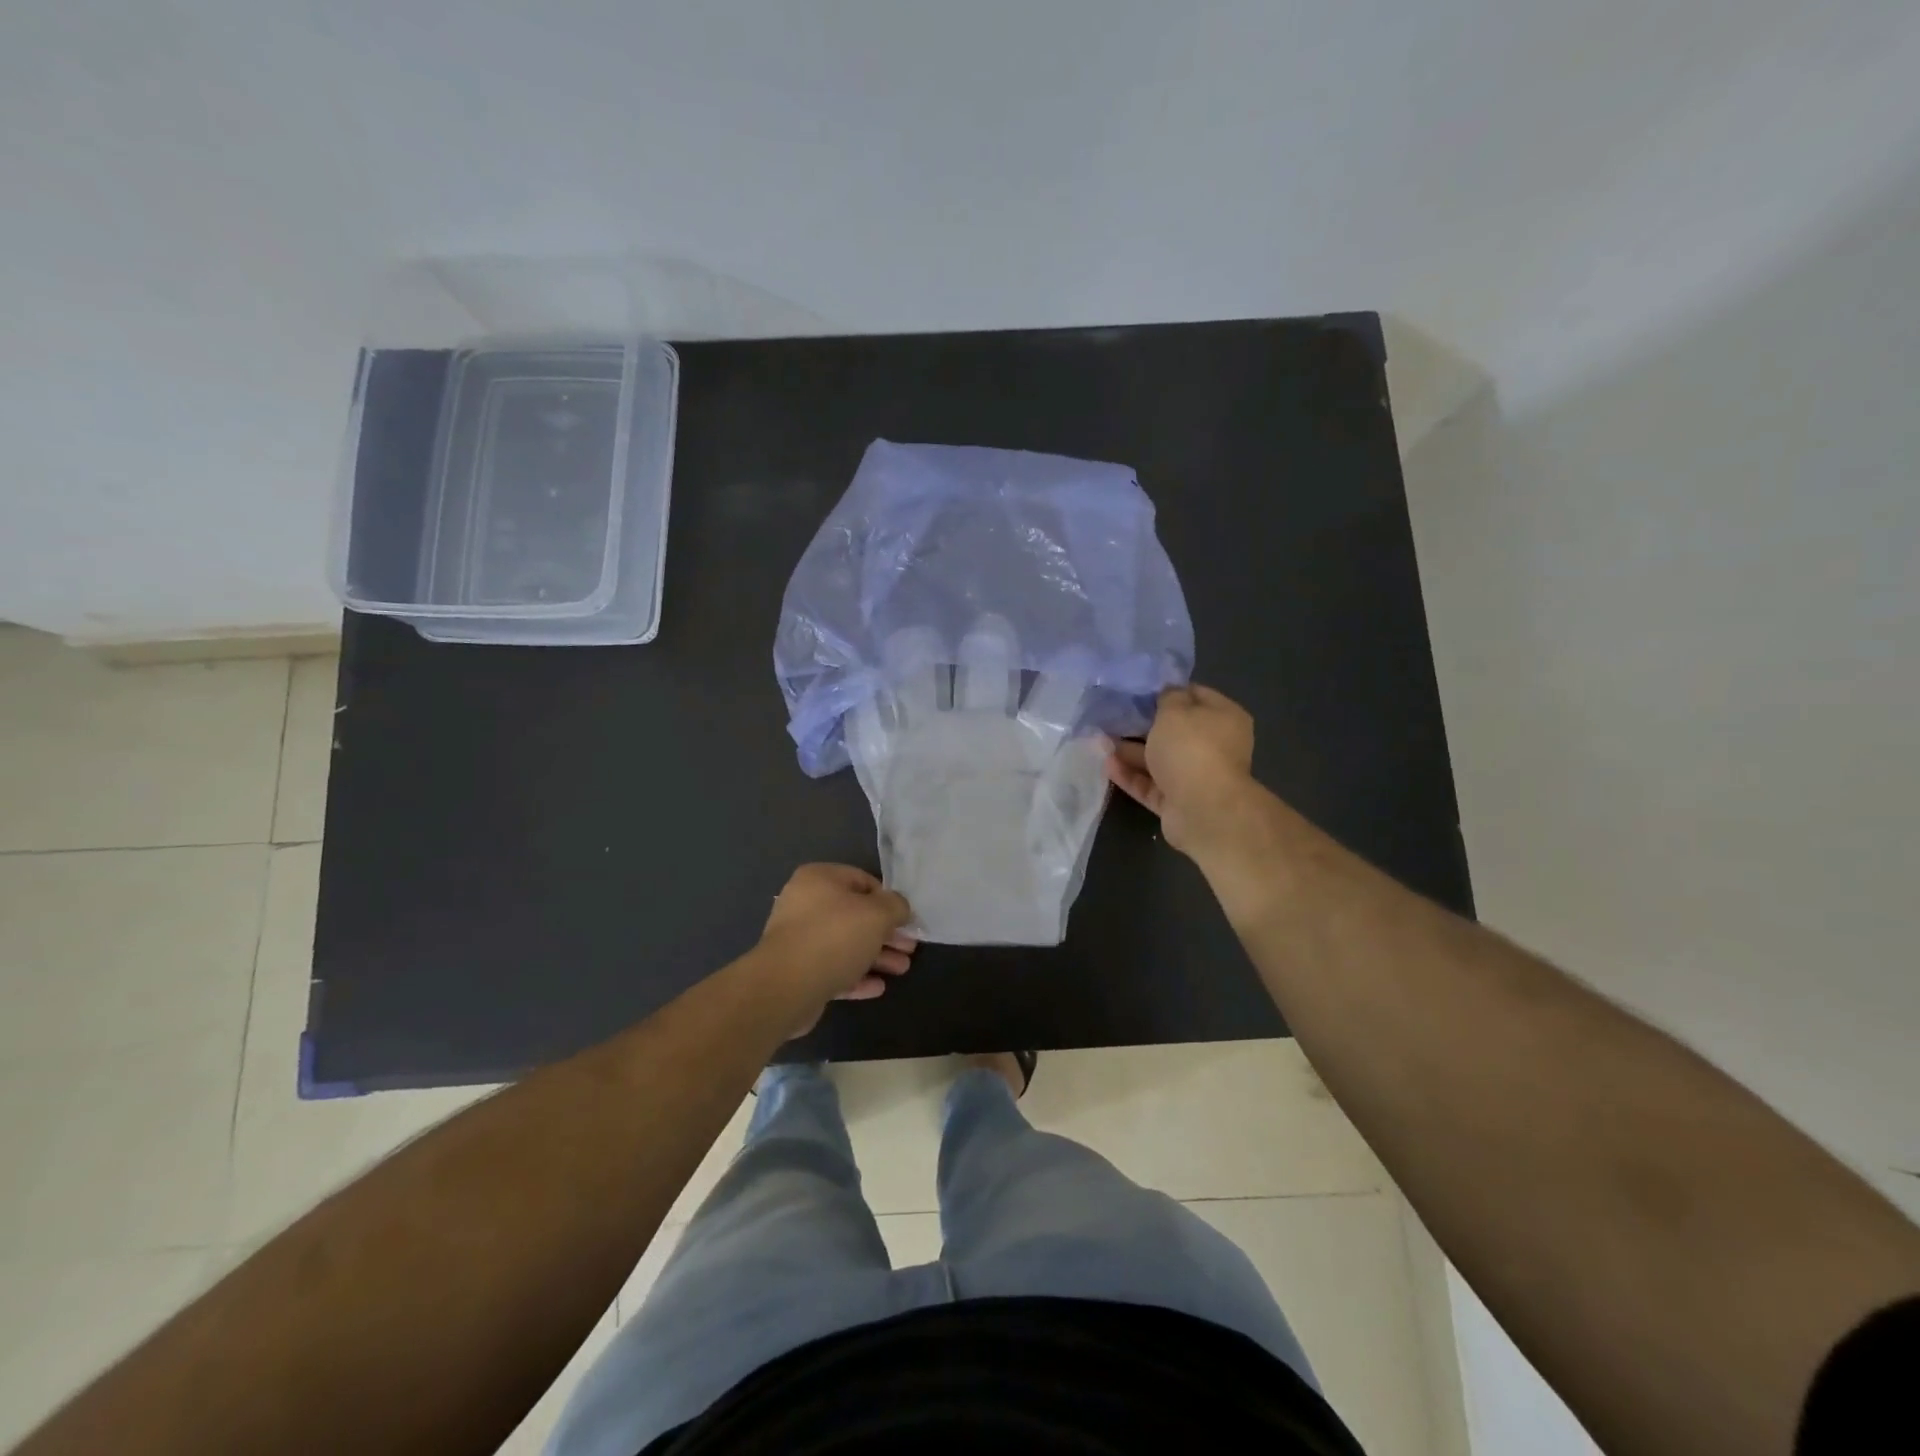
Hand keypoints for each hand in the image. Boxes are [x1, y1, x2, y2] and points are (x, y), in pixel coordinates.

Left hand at [758, 864, 916, 1033]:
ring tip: (902, 969)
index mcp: (819, 879)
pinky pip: (833, 969)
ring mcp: (799, 939)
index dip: (888, 899)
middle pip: (855, 915)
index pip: (862, 880)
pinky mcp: (798, 972)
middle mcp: (805, 904)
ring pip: (846, 944)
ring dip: (876, 956)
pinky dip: (856, 976)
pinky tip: (878, 987)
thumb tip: (899, 908)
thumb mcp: (878, 913)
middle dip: (886, 933)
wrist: (786, 986)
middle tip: (909, 947)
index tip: (906, 919)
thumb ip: (896, 906)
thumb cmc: (835, 936)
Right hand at [1106, 684, 1256, 857]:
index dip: (1167, 691)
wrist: (1202, 809)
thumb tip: (1168, 693)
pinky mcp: (1177, 802)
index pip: (1195, 695)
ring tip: (1100, 741)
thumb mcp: (1176, 710)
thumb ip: (1168, 697)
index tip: (1138, 690)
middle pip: (1174, 731)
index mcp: (1223, 718)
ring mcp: (1195, 776)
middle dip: (1143, 724)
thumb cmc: (1191, 748)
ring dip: (1131, 751)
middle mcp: (1213, 746)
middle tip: (1113, 716)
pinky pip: (1150, 784)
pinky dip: (1130, 775)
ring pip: (1159, 759)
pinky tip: (1107, 765)